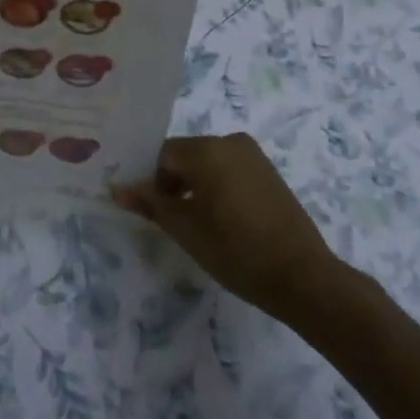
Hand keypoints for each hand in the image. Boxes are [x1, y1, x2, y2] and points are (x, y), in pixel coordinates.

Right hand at [114, 133, 341, 319]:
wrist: (303, 277)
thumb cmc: (235, 250)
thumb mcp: (185, 229)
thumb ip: (150, 204)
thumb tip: (116, 188)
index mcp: (206, 149)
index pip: (162, 155)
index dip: (151, 182)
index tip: (152, 212)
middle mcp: (229, 141)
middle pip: (186, 155)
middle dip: (172, 182)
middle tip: (172, 220)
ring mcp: (253, 155)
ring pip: (208, 163)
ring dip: (196, 186)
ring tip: (198, 224)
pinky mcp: (269, 172)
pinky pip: (230, 170)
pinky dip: (219, 187)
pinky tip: (223, 220)